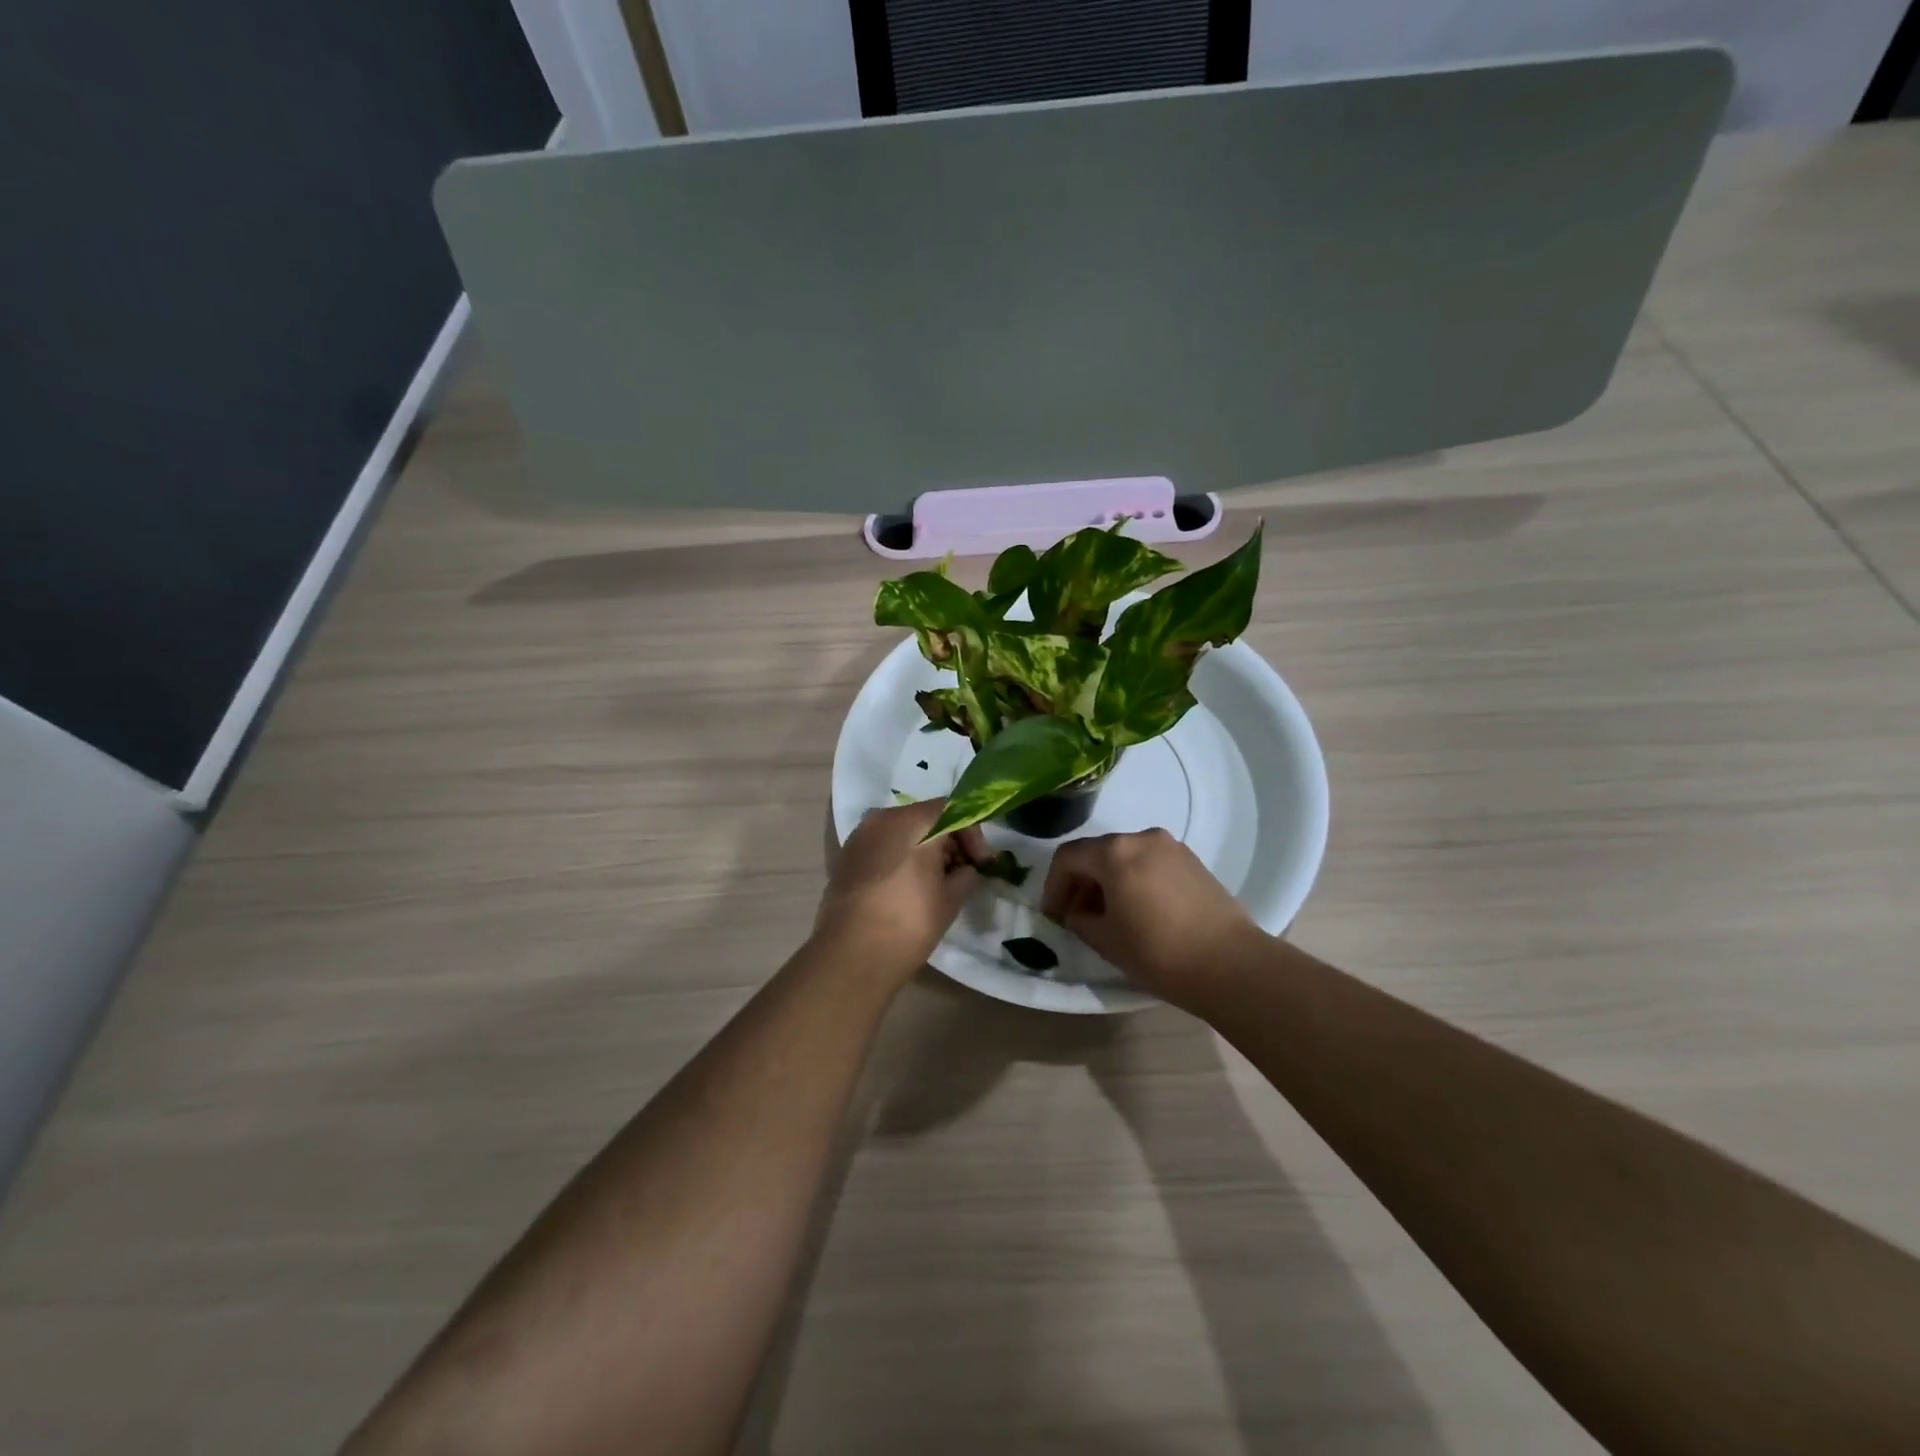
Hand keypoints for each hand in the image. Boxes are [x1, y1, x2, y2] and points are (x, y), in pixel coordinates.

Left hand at [815, 799, 986, 983]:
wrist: (851, 954)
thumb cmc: (909, 922)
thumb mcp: (951, 899)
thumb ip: (965, 875)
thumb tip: (965, 870)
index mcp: (913, 821)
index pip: (953, 810)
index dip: (973, 835)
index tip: (982, 863)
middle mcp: (883, 817)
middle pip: (926, 817)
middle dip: (948, 841)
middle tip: (962, 872)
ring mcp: (860, 835)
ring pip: (902, 831)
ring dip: (923, 848)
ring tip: (936, 881)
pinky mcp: (846, 855)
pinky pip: (882, 845)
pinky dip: (900, 856)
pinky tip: (908, 885)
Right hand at [1041, 828, 1262, 1003]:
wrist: (1231, 964)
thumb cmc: (1159, 952)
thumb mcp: (1106, 940)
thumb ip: (1080, 919)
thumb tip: (1078, 911)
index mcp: (1114, 852)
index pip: (1068, 857)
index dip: (1053, 885)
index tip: (1053, 914)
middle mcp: (1141, 837)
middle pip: (1097, 852)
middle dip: (1080, 881)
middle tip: (1075, 915)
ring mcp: (1171, 847)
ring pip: (1124, 856)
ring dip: (1107, 880)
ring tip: (1107, 915)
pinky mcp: (1192, 861)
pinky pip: (1149, 862)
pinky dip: (1133, 879)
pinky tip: (1138, 910)